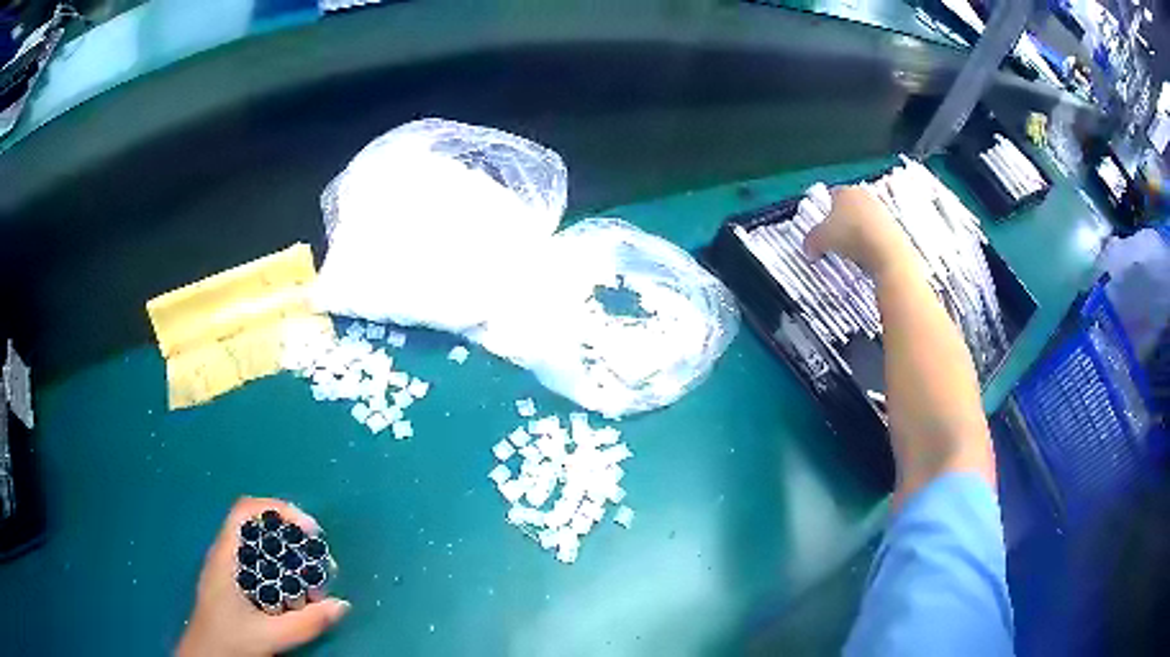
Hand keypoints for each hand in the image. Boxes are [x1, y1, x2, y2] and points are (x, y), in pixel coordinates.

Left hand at [176, 498, 349, 656]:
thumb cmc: (228, 640)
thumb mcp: (268, 635)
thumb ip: (305, 623)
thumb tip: (342, 604)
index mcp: (225, 556)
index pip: (246, 511)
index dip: (278, 509)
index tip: (309, 530)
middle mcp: (225, 556)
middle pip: (255, 525)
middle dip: (287, 532)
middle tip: (315, 552)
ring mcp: (227, 570)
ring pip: (256, 546)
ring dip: (284, 551)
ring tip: (310, 571)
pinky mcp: (232, 586)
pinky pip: (257, 564)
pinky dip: (278, 567)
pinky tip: (293, 589)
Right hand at [804, 186, 919, 280]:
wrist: (888, 252)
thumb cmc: (852, 236)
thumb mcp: (821, 239)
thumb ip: (811, 240)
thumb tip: (808, 248)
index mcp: (845, 190)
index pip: (830, 196)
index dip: (824, 212)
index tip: (822, 230)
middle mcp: (864, 195)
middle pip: (849, 207)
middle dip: (842, 222)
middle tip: (835, 241)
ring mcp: (882, 210)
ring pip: (864, 220)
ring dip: (858, 233)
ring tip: (853, 252)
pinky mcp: (895, 226)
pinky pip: (877, 233)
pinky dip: (872, 243)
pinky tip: (868, 256)